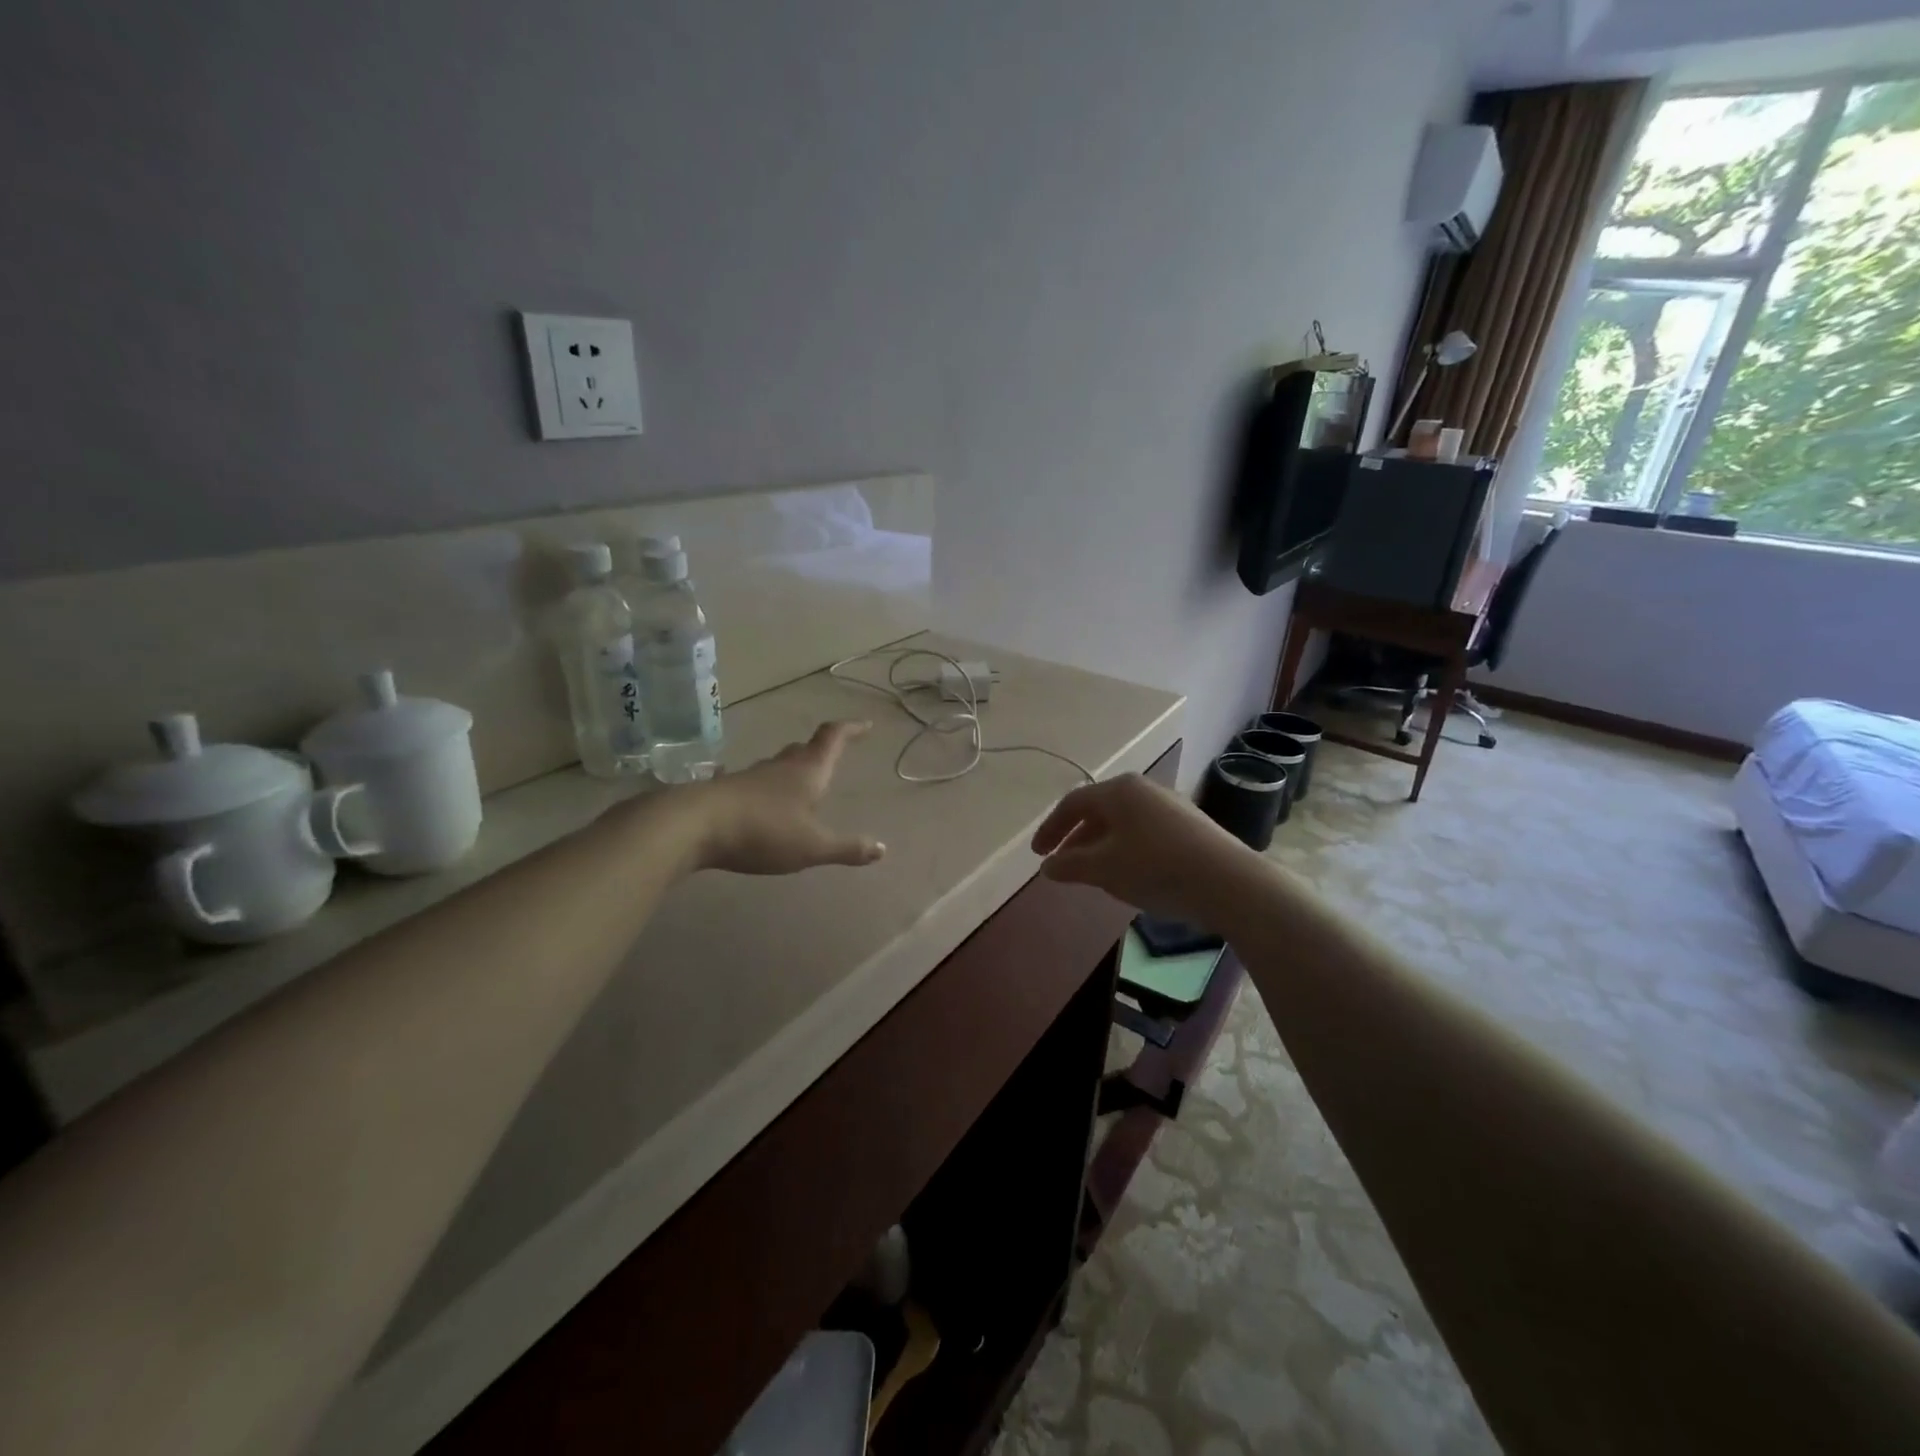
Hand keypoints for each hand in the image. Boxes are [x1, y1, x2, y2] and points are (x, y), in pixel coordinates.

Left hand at [689, 720, 885, 875]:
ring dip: (793, 770)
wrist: (694, 825)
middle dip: (821, 751)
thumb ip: (846, 848)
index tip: (865, 726)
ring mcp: (751, 777)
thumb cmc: (763, 830)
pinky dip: (766, 789)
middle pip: (804, 749)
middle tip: (833, 755)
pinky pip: (754, 784)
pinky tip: (760, 801)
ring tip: (802, 784)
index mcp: (807, 771)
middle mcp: (780, 767)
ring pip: (778, 766)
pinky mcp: (727, 791)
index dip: (850, 729)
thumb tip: (882, 849)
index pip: (833, 738)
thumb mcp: (812, 846)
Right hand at [1030, 774, 1252, 923]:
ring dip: (1100, 846)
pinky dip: (1125, 849)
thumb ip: (1070, 865)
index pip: (1072, 804)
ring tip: (1093, 873)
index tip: (1037, 855)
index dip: (1050, 829)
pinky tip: (1129, 874)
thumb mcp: (1104, 869)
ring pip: (1122, 823)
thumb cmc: (1156, 867)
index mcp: (1119, 790)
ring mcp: (1169, 805)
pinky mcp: (1189, 825)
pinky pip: (1144, 832)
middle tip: (1062, 864)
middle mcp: (1143, 789)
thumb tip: (1048, 866)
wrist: (1229, 882)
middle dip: (1076, 839)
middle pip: (1098, 810)